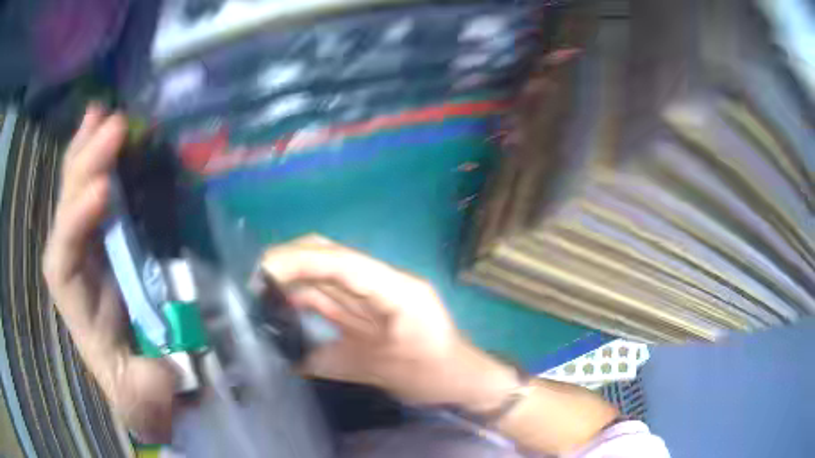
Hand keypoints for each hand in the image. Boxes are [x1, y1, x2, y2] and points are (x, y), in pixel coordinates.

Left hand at [43, 106, 175, 442]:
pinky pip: (101, 195)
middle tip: (111, 125)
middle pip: (67, 214)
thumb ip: (144, 399)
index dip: (76, 226)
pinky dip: (103, 162)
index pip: (63, 261)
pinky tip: (110, 134)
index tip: (102, 191)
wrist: (152, 381)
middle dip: (82, 169)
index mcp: (81, 312)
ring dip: (88, 152)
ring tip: (102, 114)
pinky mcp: (112, 241)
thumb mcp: (146, 406)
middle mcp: (79, 272)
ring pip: (79, 195)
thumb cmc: (145, 392)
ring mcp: (94, 251)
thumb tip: (157, 373)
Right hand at [262, 236, 518, 411]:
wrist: (459, 380)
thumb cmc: (432, 375)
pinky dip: (303, 299)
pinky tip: (281, 307)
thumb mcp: (381, 372)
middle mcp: (383, 284)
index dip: (301, 261)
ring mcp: (376, 295)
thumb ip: (332, 362)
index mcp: (396, 290)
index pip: (342, 263)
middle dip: (290, 260)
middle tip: (253, 277)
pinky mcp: (368, 310)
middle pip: (331, 258)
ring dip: (293, 278)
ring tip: (258, 290)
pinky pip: (331, 298)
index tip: (264, 268)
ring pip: (327, 275)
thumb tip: (288, 357)